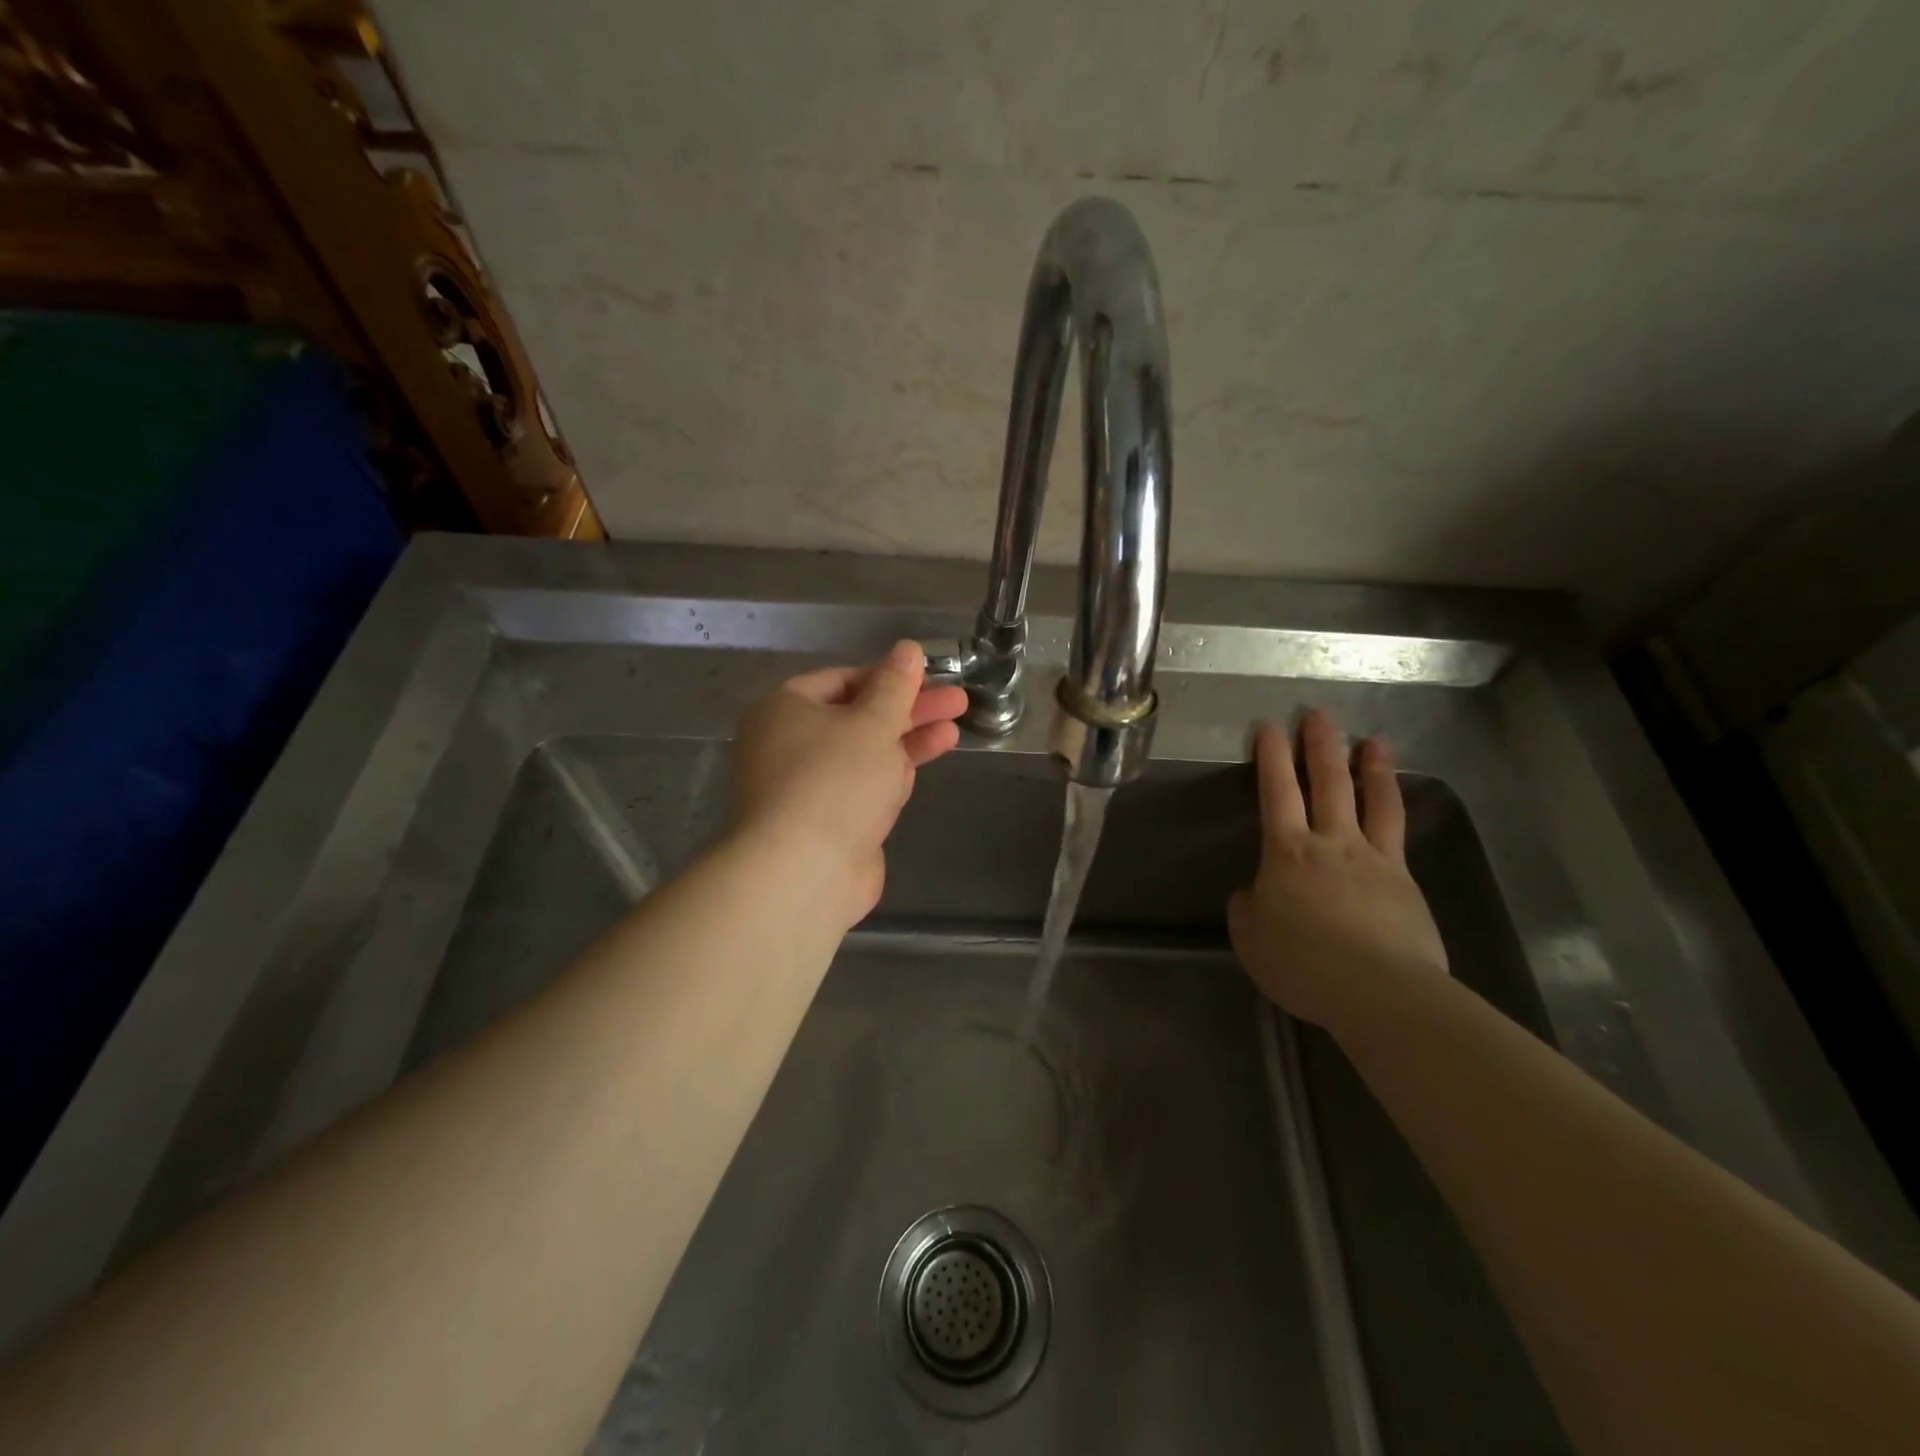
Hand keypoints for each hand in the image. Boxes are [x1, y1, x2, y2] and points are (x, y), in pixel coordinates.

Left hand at [730, 640, 967, 928]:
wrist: (804, 872)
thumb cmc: (835, 780)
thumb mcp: (872, 723)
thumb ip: (896, 686)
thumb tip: (908, 648)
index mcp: (784, 709)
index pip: (842, 679)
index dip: (888, 676)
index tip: (929, 676)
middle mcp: (789, 743)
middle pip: (858, 716)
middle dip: (909, 709)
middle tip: (957, 701)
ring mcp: (808, 785)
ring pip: (865, 752)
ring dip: (908, 739)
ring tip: (954, 730)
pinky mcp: (828, 820)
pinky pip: (863, 785)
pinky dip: (892, 772)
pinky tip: (925, 760)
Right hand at [1228, 709, 1447, 1035]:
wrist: (1380, 992)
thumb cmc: (1302, 963)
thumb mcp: (1250, 938)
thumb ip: (1249, 908)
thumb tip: (1256, 893)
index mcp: (1287, 852)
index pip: (1277, 792)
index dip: (1272, 757)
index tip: (1269, 728)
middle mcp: (1332, 843)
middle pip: (1327, 783)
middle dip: (1320, 746)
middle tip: (1319, 714)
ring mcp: (1374, 859)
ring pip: (1372, 801)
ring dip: (1371, 767)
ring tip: (1374, 740)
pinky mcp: (1405, 882)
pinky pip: (1397, 834)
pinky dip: (1394, 810)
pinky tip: (1395, 802)